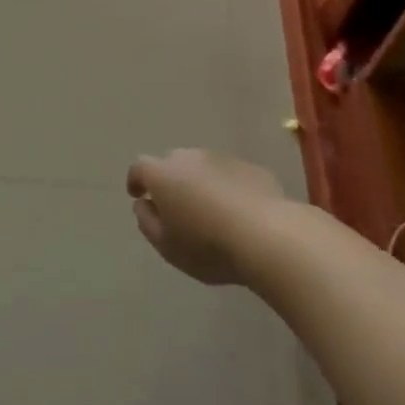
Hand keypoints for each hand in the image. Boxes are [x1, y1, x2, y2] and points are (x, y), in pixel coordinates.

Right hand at [127, 148, 285, 284]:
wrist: (269, 236)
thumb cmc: (207, 245)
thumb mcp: (166, 246)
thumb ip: (147, 222)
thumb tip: (143, 204)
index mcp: (162, 174)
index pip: (139, 168)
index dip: (136, 180)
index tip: (137, 195)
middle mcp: (189, 158)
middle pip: (172, 163)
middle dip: (170, 181)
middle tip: (175, 207)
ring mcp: (222, 159)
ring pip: (203, 167)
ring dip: (200, 183)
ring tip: (209, 211)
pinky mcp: (251, 168)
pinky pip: (230, 176)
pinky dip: (227, 188)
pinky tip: (238, 213)